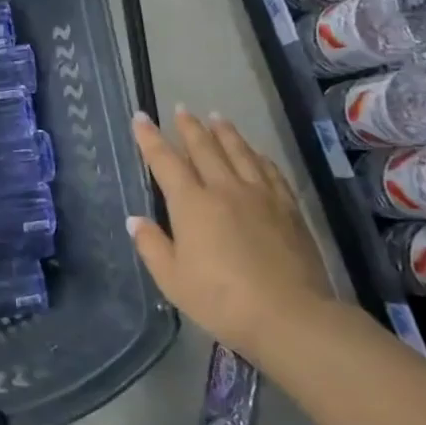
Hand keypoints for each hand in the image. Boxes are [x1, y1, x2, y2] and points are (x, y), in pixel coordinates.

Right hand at [129, 107, 331, 358]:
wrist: (289, 316)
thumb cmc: (221, 300)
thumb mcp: (173, 280)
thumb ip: (152, 246)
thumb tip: (136, 219)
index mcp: (192, 204)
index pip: (165, 162)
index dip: (150, 138)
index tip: (141, 117)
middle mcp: (224, 189)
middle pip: (204, 148)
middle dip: (189, 127)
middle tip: (181, 109)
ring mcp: (260, 196)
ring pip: (239, 152)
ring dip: (225, 132)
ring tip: (216, 117)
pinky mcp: (287, 208)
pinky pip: (269, 171)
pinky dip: (258, 156)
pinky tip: (256, 153)